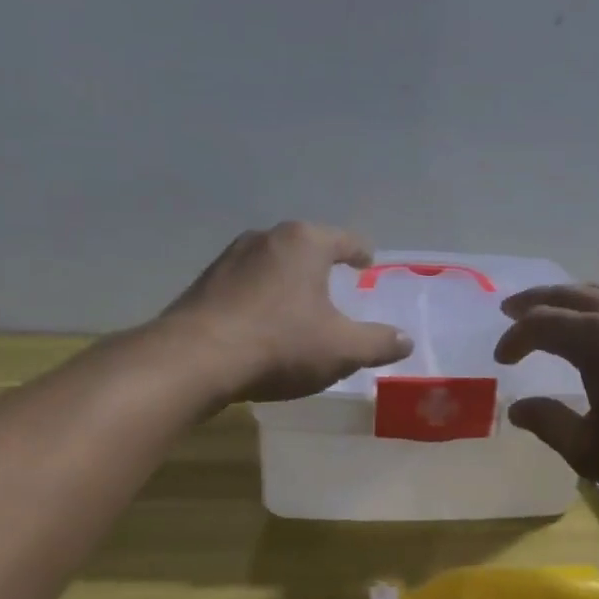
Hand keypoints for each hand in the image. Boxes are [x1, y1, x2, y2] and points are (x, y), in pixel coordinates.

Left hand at [162, 222, 413, 402]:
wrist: (193, 360)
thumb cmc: (280, 344)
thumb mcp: (342, 349)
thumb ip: (378, 343)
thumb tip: (405, 340)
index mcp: (305, 242)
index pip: (345, 240)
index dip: (361, 253)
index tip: (367, 264)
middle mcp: (266, 238)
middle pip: (306, 248)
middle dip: (322, 267)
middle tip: (335, 290)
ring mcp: (229, 258)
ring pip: (272, 265)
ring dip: (287, 283)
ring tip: (297, 309)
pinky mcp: (204, 283)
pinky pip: (245, 285)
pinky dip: (260, 299)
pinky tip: (261, 326)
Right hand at [493, 284, 598, 504]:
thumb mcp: (590, 450)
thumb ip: (548, 422)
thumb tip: (518, 408)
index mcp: (598, 338)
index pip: (541, 324)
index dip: (515, 338)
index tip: (502, 359)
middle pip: (568, 294)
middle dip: (535, 303)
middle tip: (511, 311)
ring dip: (569, 301)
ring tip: (551, 314)